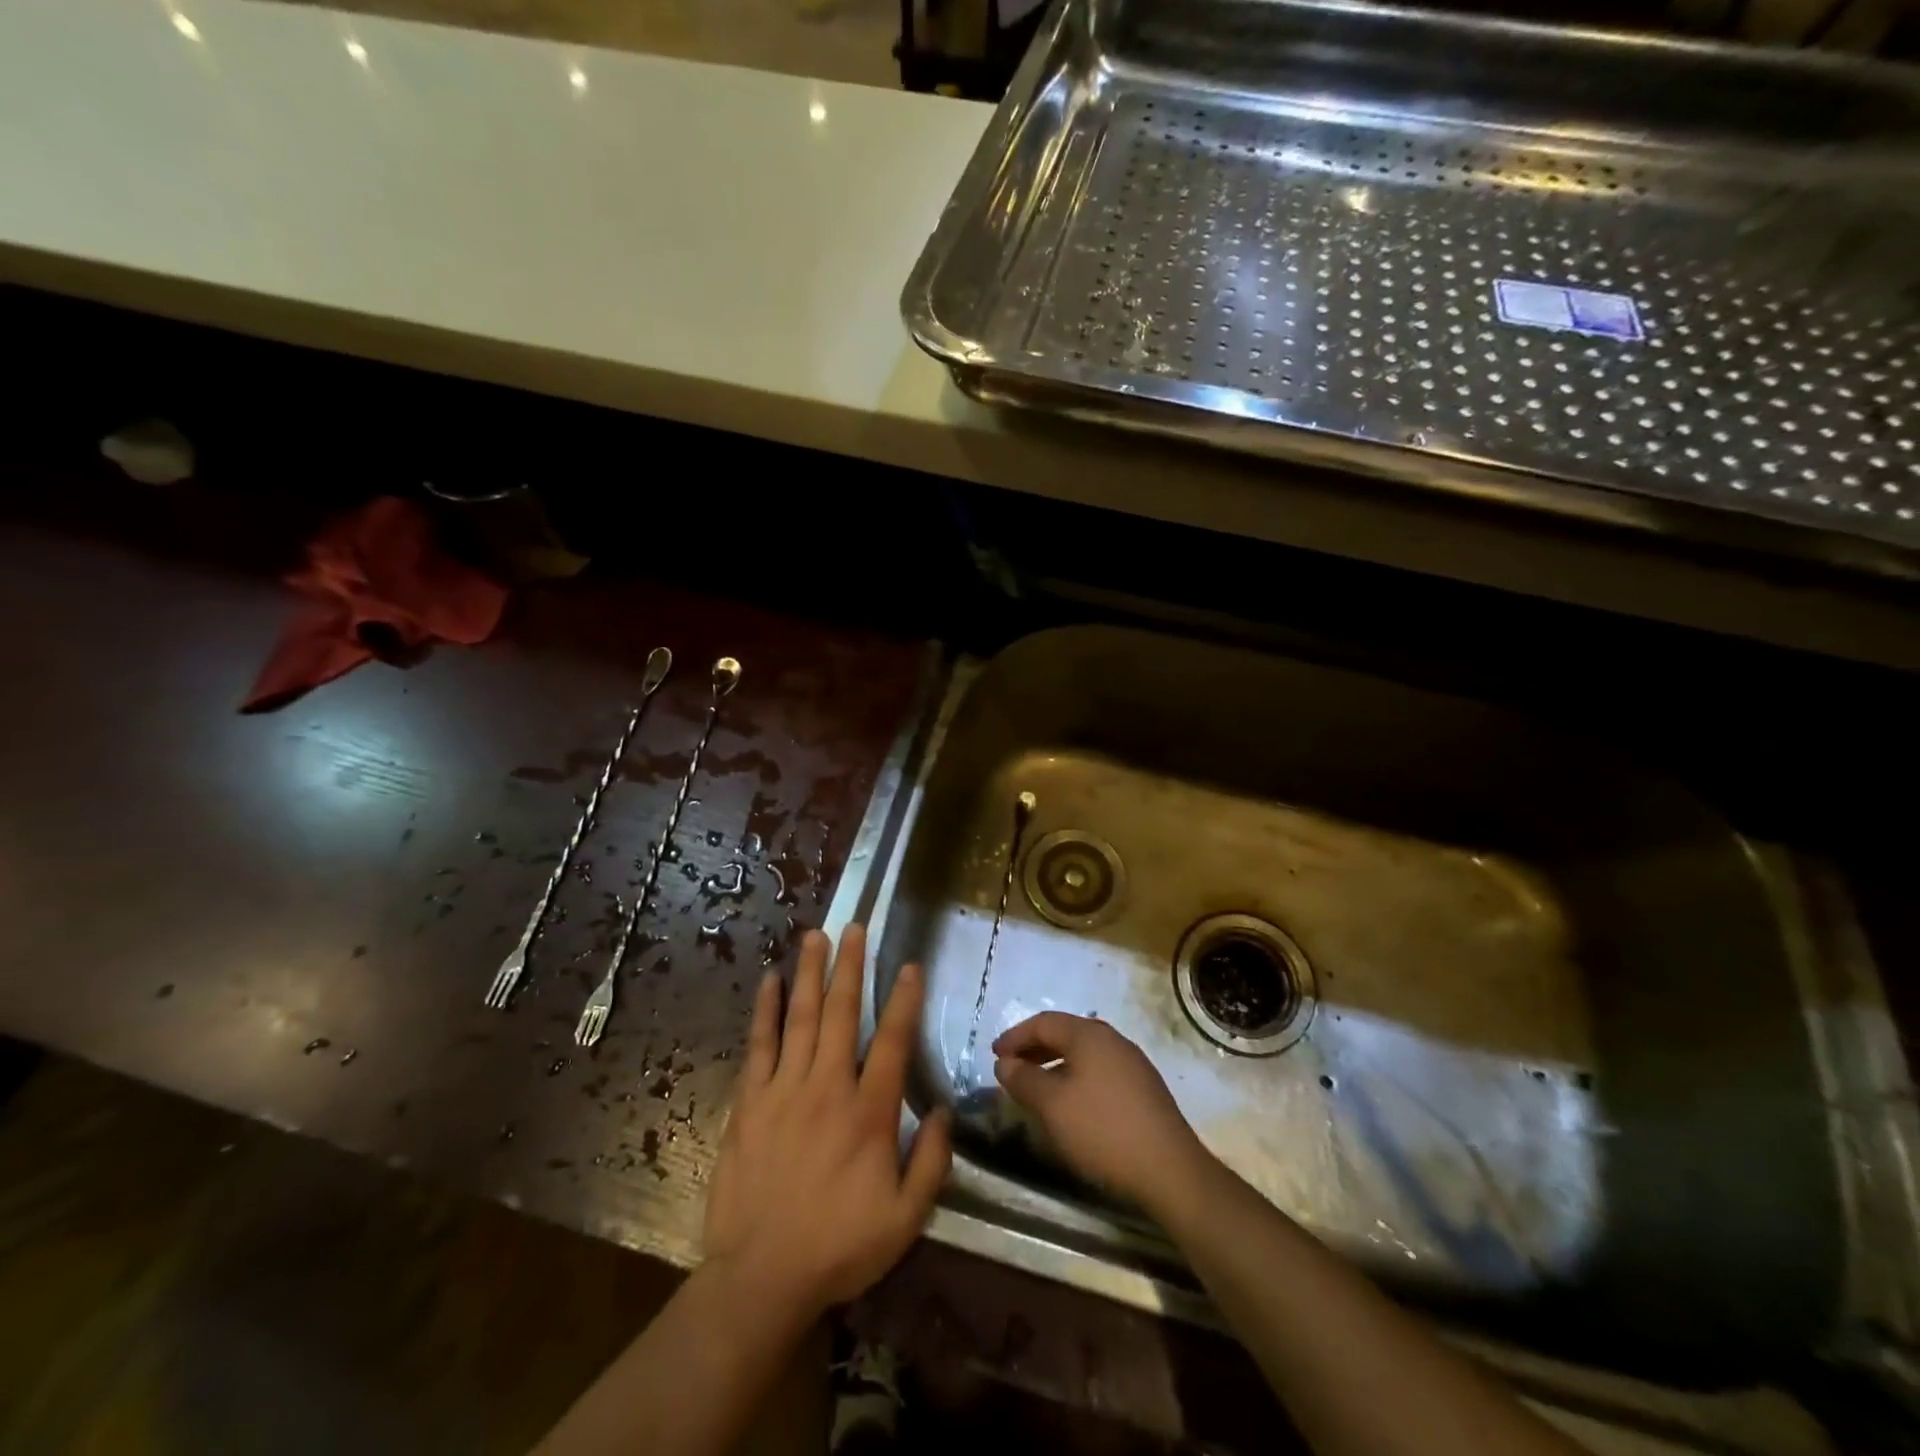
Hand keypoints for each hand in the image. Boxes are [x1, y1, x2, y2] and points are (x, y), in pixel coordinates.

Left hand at [703, 925, 950, 1319]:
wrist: (761, 1277)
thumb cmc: (839, 1246)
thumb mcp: (905, 1218)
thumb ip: (932, 1162)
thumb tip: (946, 1110)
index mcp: (869, 1113)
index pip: (892, 1041)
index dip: (903, 1000)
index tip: (908, 965)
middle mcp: (828, 1087)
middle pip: (841, 1013)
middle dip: (850, 966)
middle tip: (854, 926)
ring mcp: (784, 1090)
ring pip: (801, 1018)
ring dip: (810, 973)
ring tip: (815, 935)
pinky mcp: (750, 1102)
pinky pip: (759, 1045)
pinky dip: (765, 1010)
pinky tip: (770, 980)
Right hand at [993, 1012, 1206, 1208]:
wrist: (1169, 1170)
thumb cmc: (1102, 1129)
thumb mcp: (1052, 1105)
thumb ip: (1023, 1079)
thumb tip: (1005, 1063)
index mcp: (1089, 1034)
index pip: (1043, 1022)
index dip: (1015, 1036)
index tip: (994, 1055)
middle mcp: (1112, 1039)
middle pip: (1065, 1034)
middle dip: (1034, 1049)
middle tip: (1010, 1069)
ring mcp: (1132, 1063)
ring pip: (1083, 1054)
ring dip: (1054, 1065)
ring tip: (1036, 1088)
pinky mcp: (1143, 1088)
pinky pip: (1098, 1071)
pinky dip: (1075, 1078)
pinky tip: (1070, 1105)